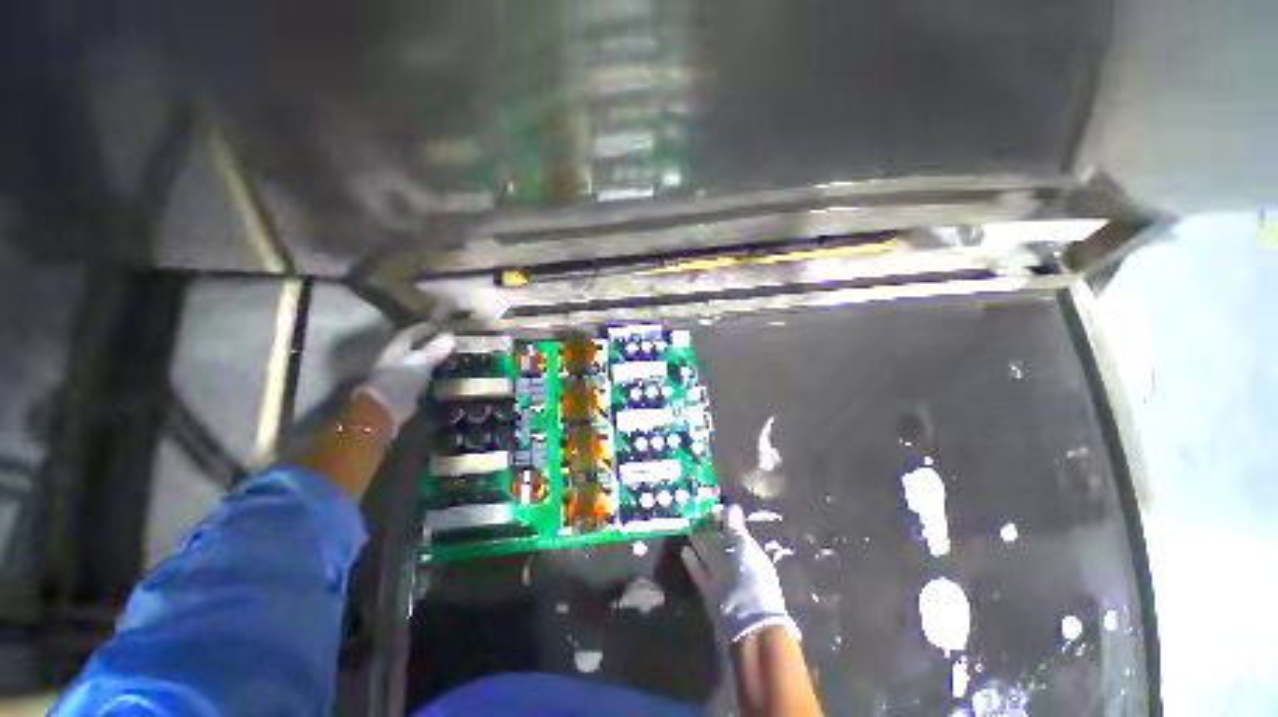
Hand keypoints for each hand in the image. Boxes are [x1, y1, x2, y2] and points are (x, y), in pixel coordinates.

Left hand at [355, 324, 454, 432]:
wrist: (382, 413)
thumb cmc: (399, 382)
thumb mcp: (420, 363)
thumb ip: (434, 350)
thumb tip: (450, 336)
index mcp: (396, 350)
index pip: (410, 333)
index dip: (424, 329)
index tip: (440, 326)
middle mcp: (394, 361)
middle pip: (413, 349)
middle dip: (429, 345)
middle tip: (450, 343)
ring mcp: (398, 378)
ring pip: (417, 365)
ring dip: (432, 362)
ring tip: (451, 360)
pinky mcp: (404, 394)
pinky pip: (421, 380)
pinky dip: (431, 377)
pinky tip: (443, 379)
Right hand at [682, 504, 798, 644]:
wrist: (749, 627)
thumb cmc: (751, 581)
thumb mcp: (745, 549)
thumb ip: (735, 529)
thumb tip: (731, 506)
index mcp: (749, 552)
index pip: (734, 529)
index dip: (723, 517)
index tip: (709, 505)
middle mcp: (737, 564)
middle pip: (721, 542)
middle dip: (709, 528)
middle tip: (693, 513)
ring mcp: (723, 579)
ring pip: (709, 556)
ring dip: (699, 543)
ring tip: (686, 527)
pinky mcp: (710, 593)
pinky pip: (700, 574)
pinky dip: (692, 563)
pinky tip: (684, 551)